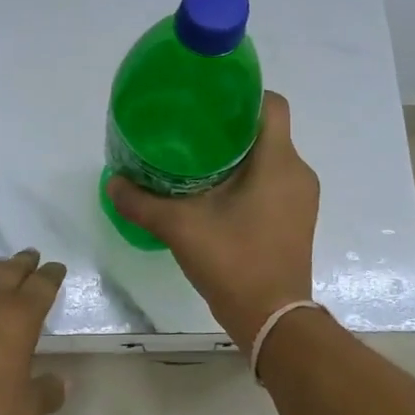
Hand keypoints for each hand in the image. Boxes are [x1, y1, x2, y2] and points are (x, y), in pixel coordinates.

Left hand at [0, 248, 69, 414]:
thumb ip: (48, 392)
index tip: (57, 268)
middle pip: (11, 270)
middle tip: (31, 256)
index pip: (42, 285)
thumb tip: (64, 382)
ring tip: (1, 268)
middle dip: (24, 262)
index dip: (52, 275)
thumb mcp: (25, 410)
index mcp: (20, 317)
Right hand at [107, 91, 318, 346]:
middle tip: (189, 130)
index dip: (242, 94)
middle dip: (230, 127)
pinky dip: (248, 179)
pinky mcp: (296, 220)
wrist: (272, 320)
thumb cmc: (234, 262)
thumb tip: (112, 183)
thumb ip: (143, 203)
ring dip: (238, 156)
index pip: (271, 104)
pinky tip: (215, 194)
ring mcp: (301, 199)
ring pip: (270, 159)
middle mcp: (298, 173)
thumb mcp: (180, 228)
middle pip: (267, 131)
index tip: (208, 100)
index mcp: (278, 162)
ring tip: (196, 161)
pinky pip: (274, 182)